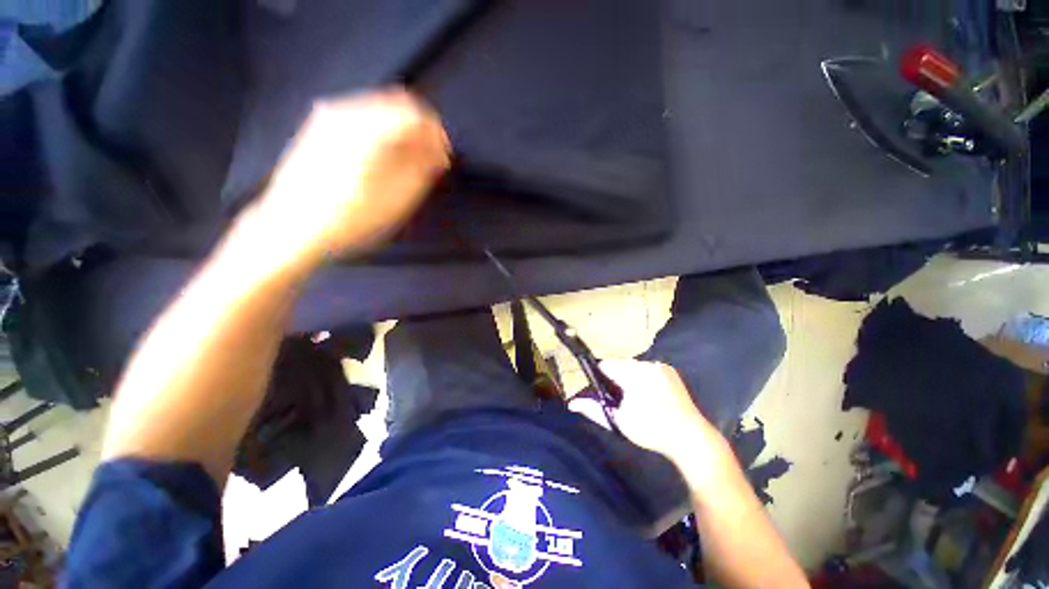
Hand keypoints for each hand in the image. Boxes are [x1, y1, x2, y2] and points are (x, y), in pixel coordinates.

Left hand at [237, 88, 450, 274]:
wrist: (290, 227)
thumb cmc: (349, 219)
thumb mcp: (397, 199)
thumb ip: (422, 169)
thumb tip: (438, 152)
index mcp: (368, 130)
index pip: (415, 114)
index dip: (436, 134)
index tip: (444, 156)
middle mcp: (347, 112)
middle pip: (398, 104)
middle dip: (420, 130)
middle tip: (431, 159)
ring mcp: (330, 115)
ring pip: (381, 109)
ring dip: (402, 131)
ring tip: (411, 161)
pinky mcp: (320, 125)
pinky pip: (364, 116)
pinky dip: (383, 131)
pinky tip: (386, 156)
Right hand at [570, 359, 722, 465]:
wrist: (691, 438)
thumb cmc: (651, 430)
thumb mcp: (619, 421)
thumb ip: (593, 410)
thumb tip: (571, 403)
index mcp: (633, 374)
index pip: (606, 365)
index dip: (600, 376)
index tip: (602, 391)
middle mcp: (647, 364)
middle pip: (620, 365)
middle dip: (615, 378)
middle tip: (619, 399)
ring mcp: (661, 367)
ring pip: (633, 366)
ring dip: (629, 377)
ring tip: (634, 399)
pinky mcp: (670, 371)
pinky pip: (647, 369)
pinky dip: (643, 378)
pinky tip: (648, 395)